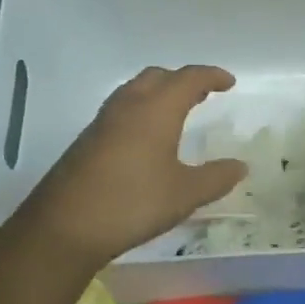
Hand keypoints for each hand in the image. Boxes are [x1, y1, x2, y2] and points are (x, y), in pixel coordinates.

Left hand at [17, 65, 245, 269]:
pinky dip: (142, 110)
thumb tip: (240, 166)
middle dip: (183, 80)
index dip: (211, 76)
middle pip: (158, 77)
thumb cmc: (133, 203)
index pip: (188, 78)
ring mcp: (103, 122)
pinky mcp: (88, 140)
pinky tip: (147, 139)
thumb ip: (216, 178)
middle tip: (203, 94)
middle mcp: (129, 106)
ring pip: (135, 90)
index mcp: (156, 110)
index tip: (229, 83)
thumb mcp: (185, 194)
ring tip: (177, 112)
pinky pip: (121, 110)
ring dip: (159, 93)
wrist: (64, 227)